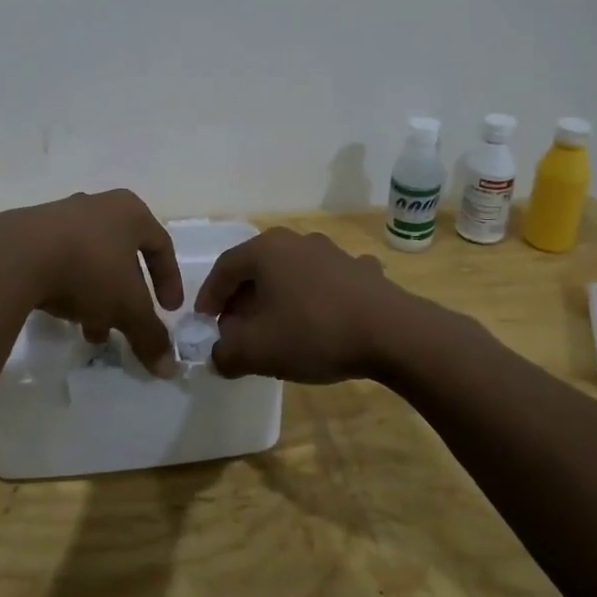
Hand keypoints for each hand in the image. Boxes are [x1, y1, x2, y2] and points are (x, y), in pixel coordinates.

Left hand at [0, 190, 183, 374]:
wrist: (14, 256)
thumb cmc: (88, 270)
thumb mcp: (127, 308)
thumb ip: (150, 335)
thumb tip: (168, 368)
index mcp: (129, 212)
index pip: (161, 244)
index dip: (169, 280)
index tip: (169, 311)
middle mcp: (97, 206)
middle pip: (122, 255)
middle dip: (126, 296)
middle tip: (125, 325)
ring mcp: (59, 216)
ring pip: (90, 261)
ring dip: (96, 297)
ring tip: (90, 333)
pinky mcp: (28, 232)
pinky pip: (59, 261)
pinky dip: (68, 287)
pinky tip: (60, 314)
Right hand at [194, 228, 405, 382]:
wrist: (392, 333)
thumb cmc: (313, 332)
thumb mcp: (256, 351)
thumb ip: (226, 354)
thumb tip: (218, 355)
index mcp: (266, 250)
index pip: (224, 268)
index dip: (209, 297)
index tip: (204, 323)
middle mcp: (297, 241)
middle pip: (257, 269)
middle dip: (242, 301)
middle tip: (236, 330)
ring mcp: (332, 253)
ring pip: (292, 275)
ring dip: (277, 299)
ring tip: (276, 329)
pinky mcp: (361, 271)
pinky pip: (326, 283)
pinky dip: (316, 299)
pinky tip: (322, 319)